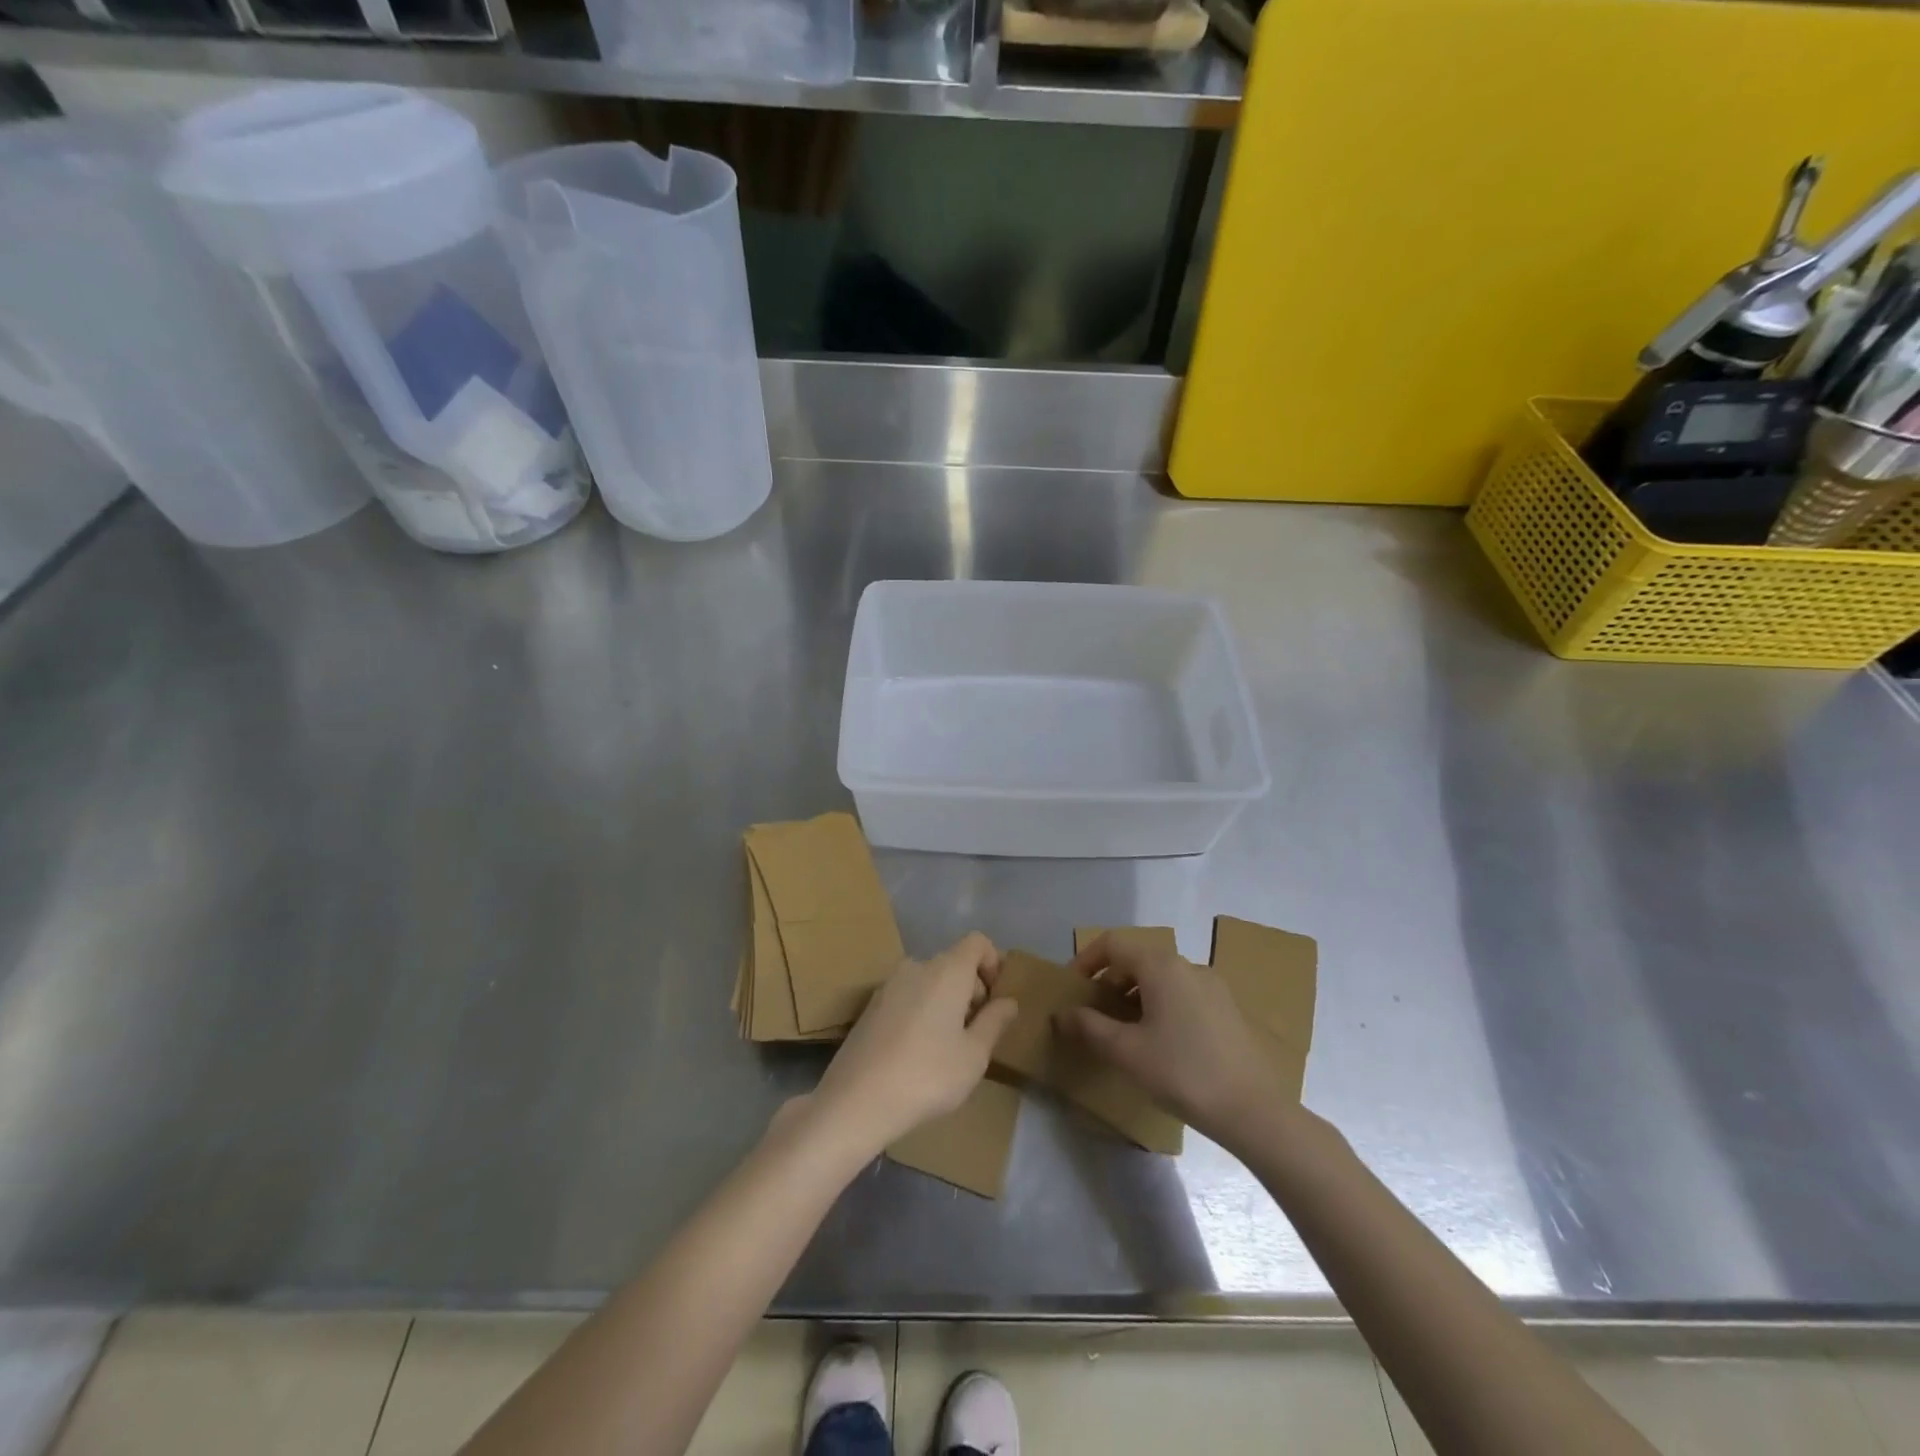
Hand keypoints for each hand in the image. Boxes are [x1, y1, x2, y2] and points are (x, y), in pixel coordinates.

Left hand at [807, 932, 1019, 1156]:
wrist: (856, 1100)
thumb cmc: (927, 1075)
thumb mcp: (974, 1055)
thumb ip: (995, 1022)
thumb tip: (1008, 1001)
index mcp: (946, 970)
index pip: (977, 942)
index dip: (994, 963)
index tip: (996, 1000)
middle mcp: (916, 966)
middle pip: (953, 963)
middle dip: (971, 989)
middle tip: (976, 1032)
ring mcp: (888, 985)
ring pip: (929, 981)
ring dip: (945, 1002)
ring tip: (948, 1046)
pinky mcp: (870, 1006)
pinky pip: (908, 996)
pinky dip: (921, 1011)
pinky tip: (917, 1052)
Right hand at [1057, 933, 1283, 1145]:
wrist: (1253, 1110)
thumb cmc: (1182, 1072)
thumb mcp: (1126, 1052)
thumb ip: (1089, 1027)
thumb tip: (1061, 1014)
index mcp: (1161, 966)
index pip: (1113, 944)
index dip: (1086, 961)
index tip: (1072, 989)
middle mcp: (1187, 965)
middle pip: (1137, 959)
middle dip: (1110, 981)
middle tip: (1094, 1014)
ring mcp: (1211, 986)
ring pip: (1160, 978)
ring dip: (1134, 994)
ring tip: (1123, 1030)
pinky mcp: (1226, 1008)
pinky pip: (1182, 993)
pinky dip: (1159, 1004)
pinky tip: (1158, 1041)